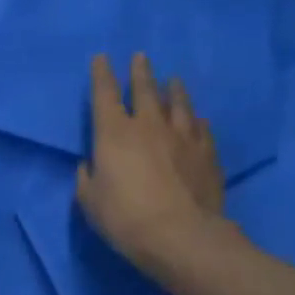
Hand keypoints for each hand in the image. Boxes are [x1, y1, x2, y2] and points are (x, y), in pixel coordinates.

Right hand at [77, 53, 231, 281]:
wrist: (182, 237)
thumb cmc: (125, 218)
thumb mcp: (89, 201)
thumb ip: (87, 178)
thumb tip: (91, 165)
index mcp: (114, 133)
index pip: (105, 94)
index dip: (101, 75)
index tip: (101, 58)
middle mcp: (149, 126)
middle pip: (145, 90)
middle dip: (140, 72)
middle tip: (141, 57)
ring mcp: (182, 138)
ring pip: (179, 105)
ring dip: (174, 90)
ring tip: (173, 80)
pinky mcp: (207, 155)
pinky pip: (202, 130)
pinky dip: (197, 122)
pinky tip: (199, 119)